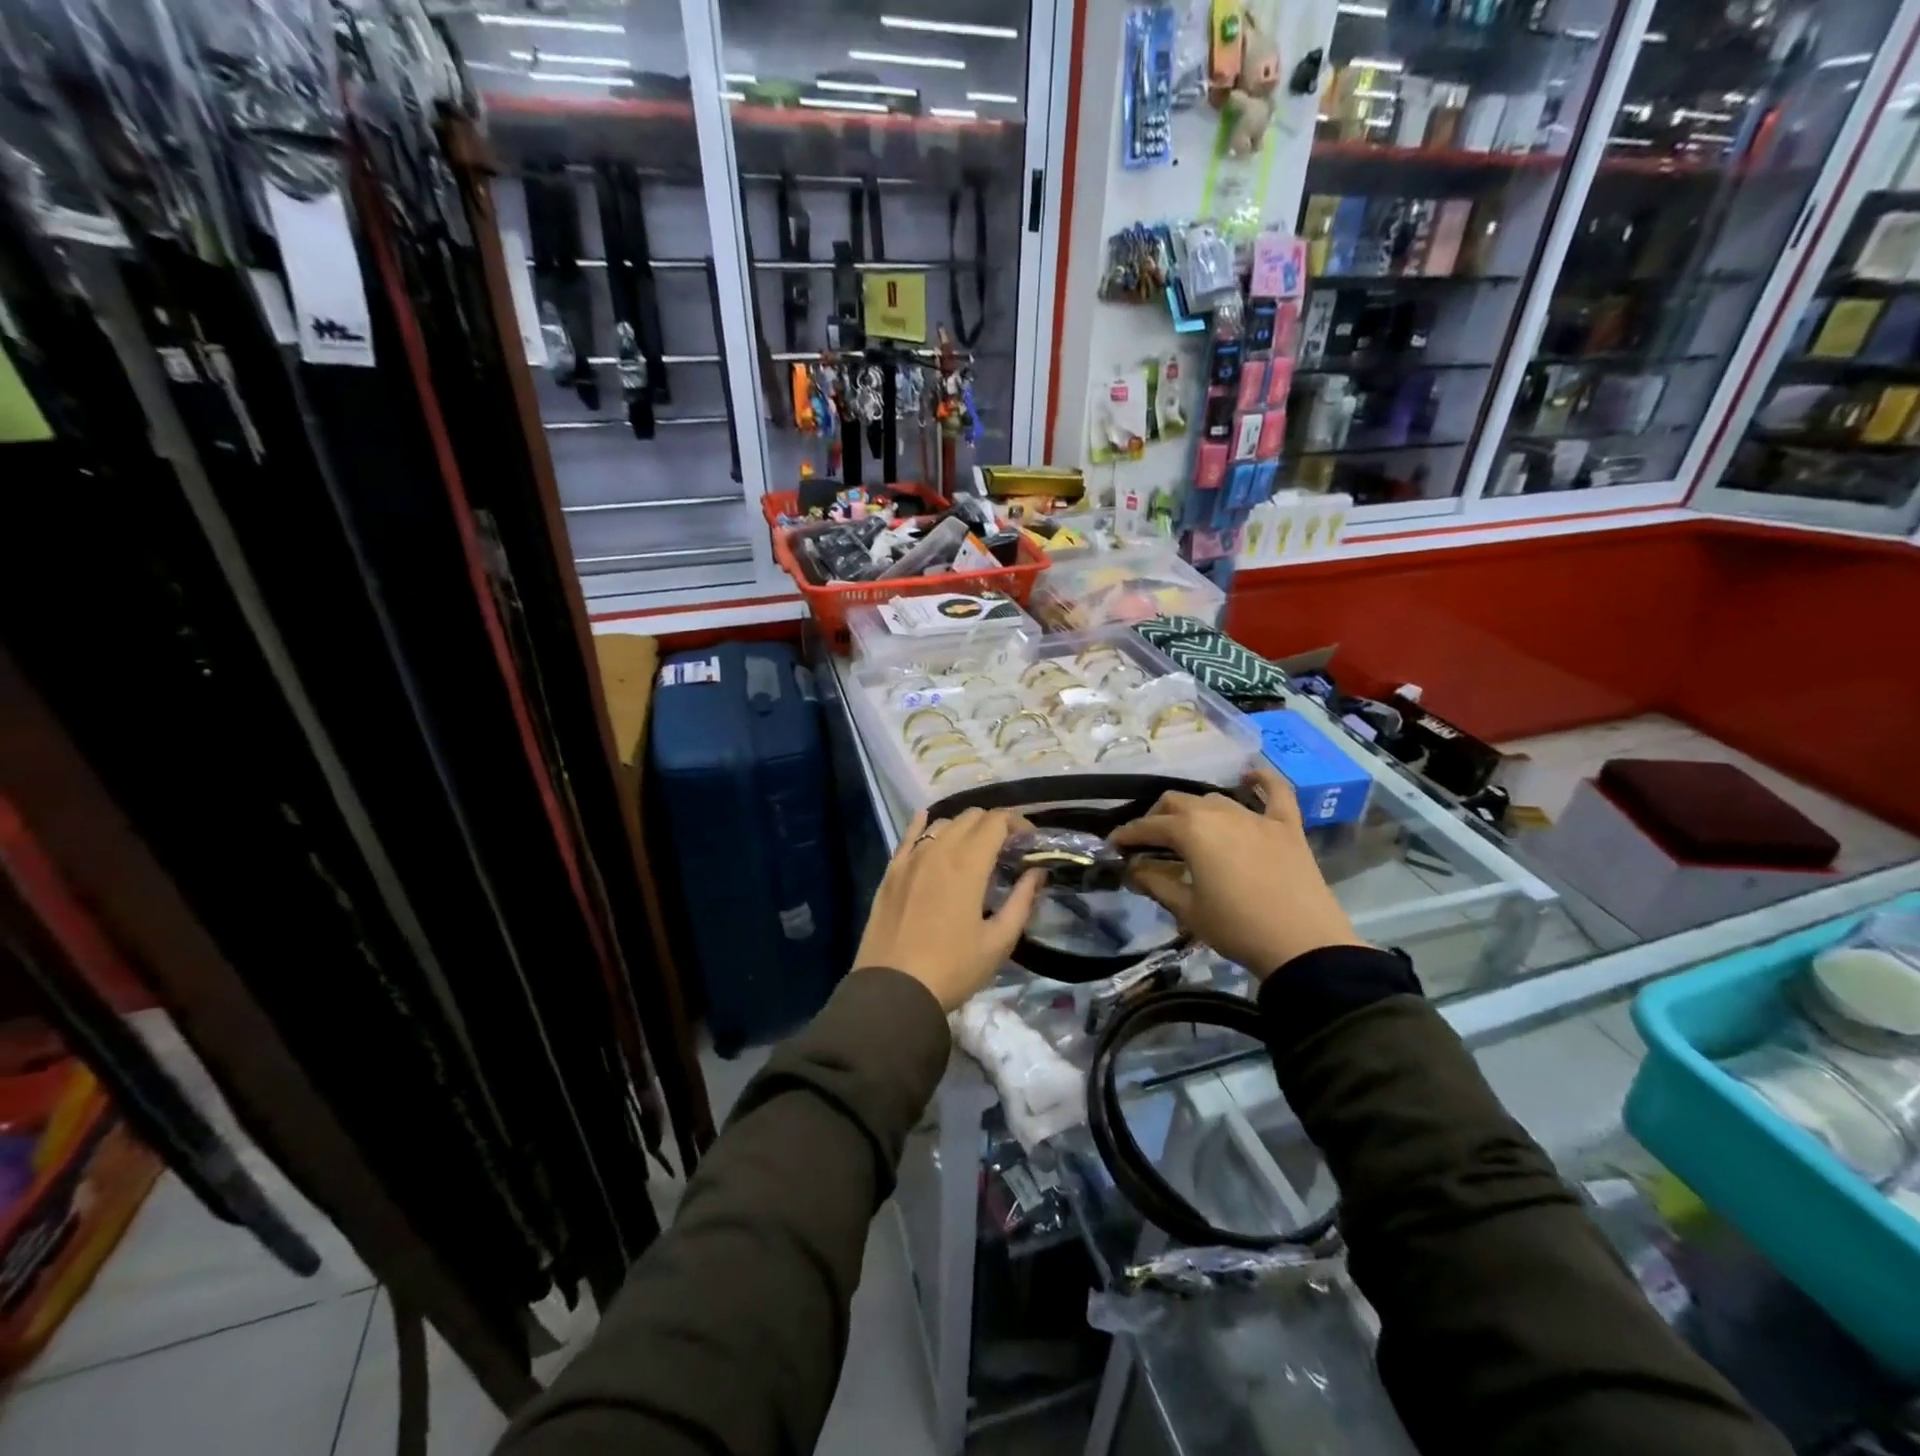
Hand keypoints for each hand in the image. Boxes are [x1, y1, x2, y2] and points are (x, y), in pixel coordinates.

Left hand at [854, 809, 1043, 1012]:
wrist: (893, 990)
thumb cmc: (952, 969)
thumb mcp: (998, 941)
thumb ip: (1022, 901)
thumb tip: (1037, 873)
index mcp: (968, 864)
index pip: (997, 821)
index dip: (1018, 823)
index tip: (1030, 841)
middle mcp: (938, 850)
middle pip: (971, 817)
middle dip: (994, 824)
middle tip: (1007, 848)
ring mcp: (910, 859)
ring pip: (942, 824)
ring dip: (964, 827)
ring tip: (975, 848)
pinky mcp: (891, 872)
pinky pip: (908, 835)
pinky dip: (923, 824)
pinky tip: (928, 821)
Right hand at [1108, 766, 1363, 976]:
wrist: (1303, 946)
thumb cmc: (1237, 928)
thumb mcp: (1187, 910)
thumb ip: (1156, 883)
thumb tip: (1133, 869)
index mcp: (1192, 831)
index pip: (1149, 826)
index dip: (1128, 834)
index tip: (1113, 845)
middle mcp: (1220, 813)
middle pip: (1178, 802)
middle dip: (1157, 817)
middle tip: (1149, 841)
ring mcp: (1257, 817)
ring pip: (1216, 798)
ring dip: (1196, 809)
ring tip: (1189, 829)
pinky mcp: (1287, 827)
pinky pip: (1276, 793)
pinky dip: (1262, 781)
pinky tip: (1250, 776)